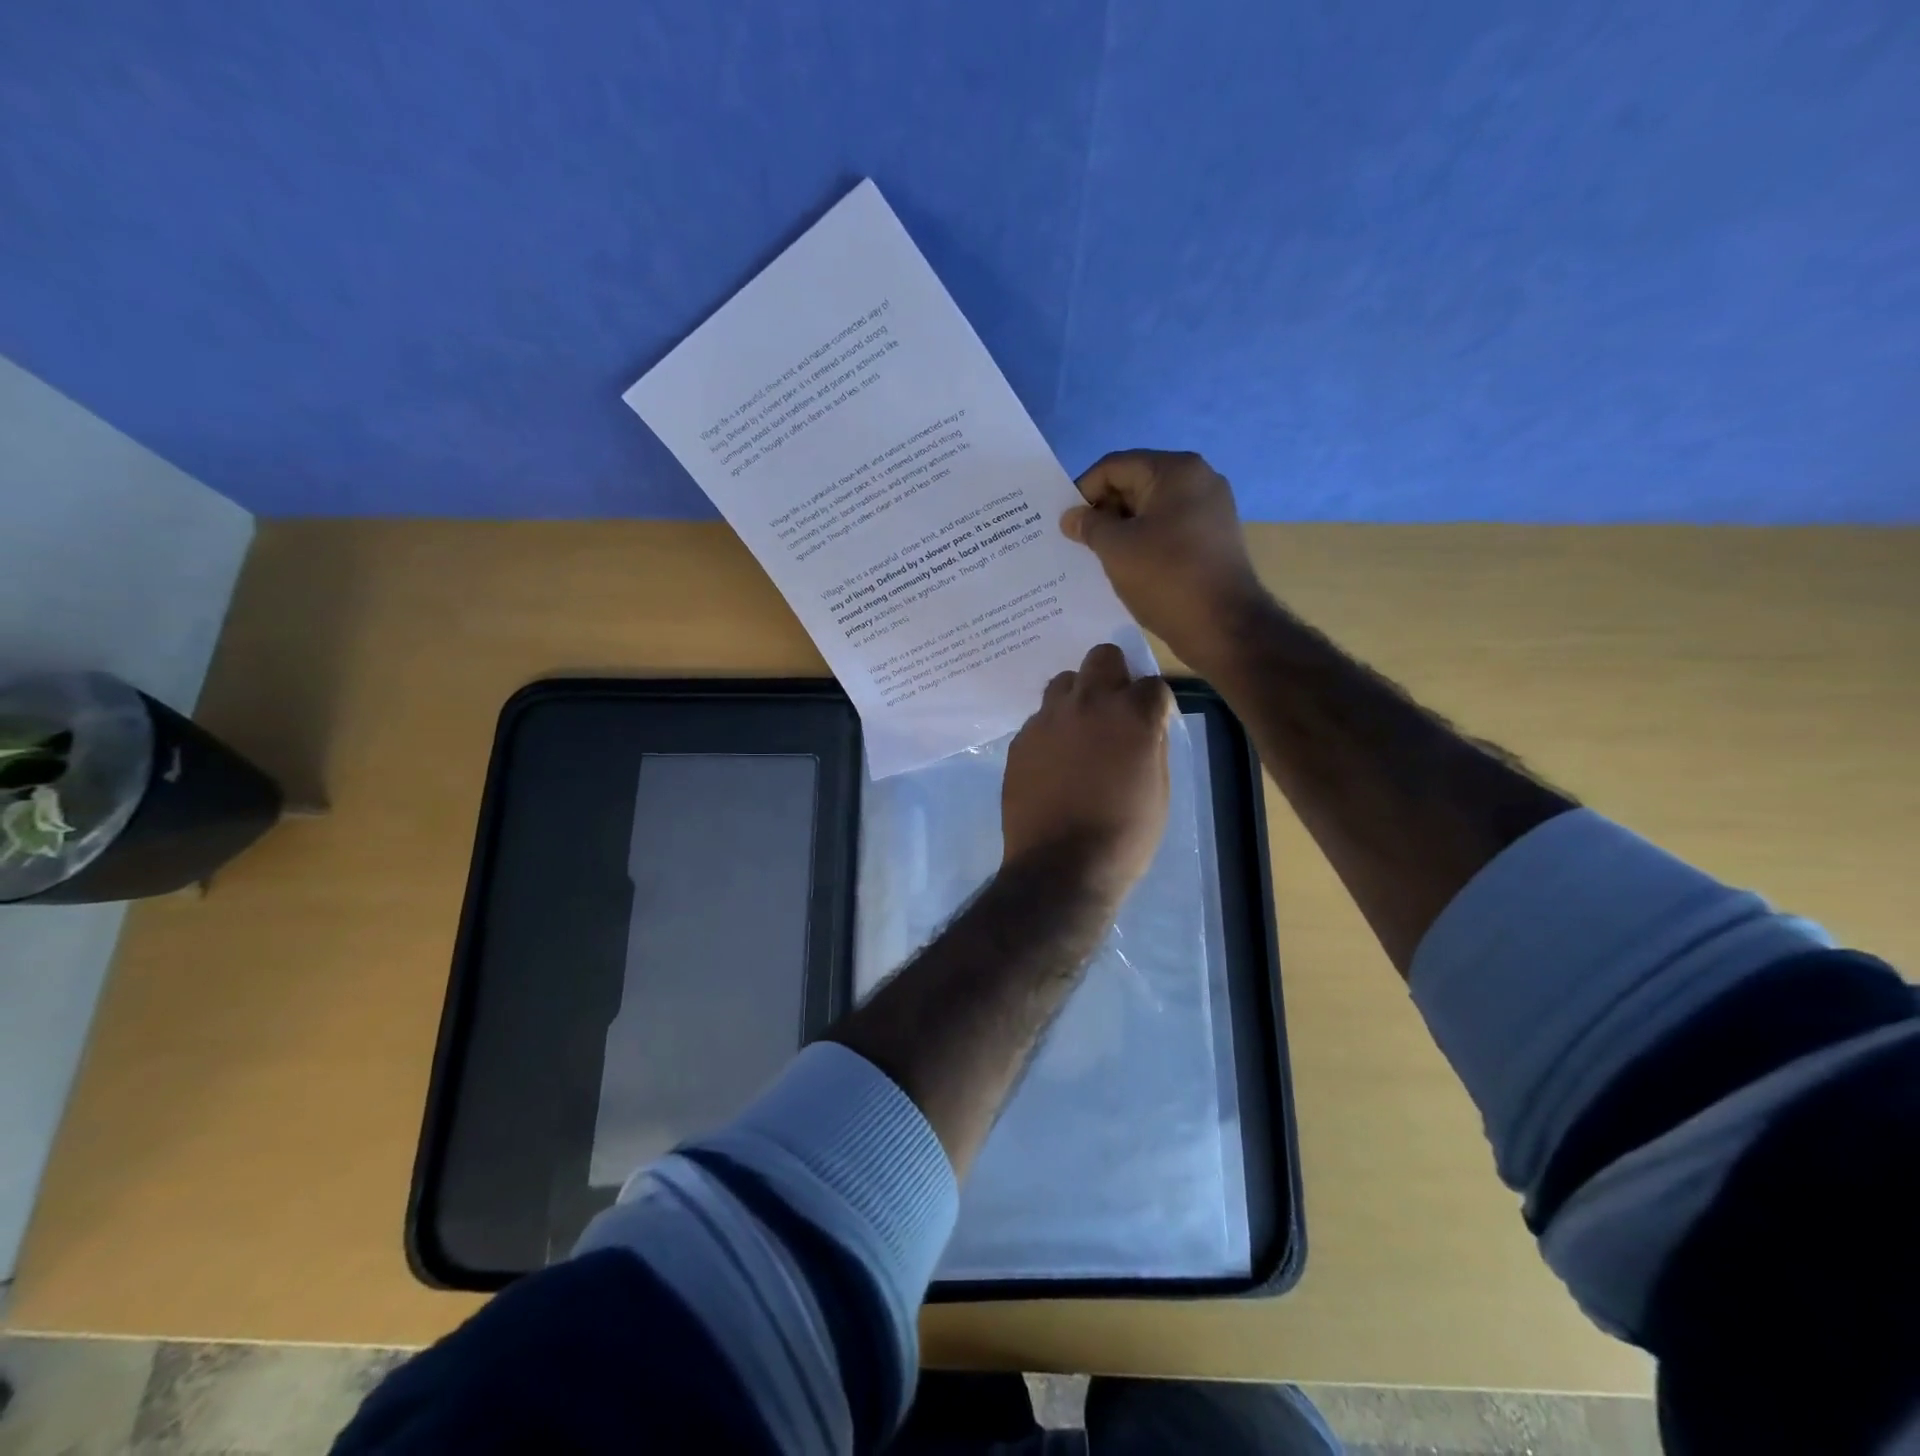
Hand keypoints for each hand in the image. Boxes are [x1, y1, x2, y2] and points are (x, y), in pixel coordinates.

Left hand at [1001, 643, 1173, 900]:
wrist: (1061, 867)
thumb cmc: (1124, 836)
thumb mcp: (1158, 791)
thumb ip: (1153, 744)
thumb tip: (1147, 724)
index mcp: (1132, 715)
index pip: (1152, 683)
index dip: (1155, 702)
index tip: (1152, 721)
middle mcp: (1088, 703)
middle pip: (1102, 657)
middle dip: (1114, 675)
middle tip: (1114, 709)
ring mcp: (1048, 719)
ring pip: (1064, 682)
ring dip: (1078, 697)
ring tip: (1080, 731)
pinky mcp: (1021, 739)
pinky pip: (1040, 718)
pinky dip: (1052, 729)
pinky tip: (1054, 760)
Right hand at [1062, 450, 1269, 668]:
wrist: (1224, 626)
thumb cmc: (1166, 578)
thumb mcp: (1116, 549)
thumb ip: (1089, 525)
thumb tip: (1071, 516)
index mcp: (1176, 471)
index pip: (1114, 467)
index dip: (1083, 492)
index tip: (1066, 524)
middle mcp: (1198, 480)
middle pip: (1135, 484)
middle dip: (1103, 511)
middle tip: (1077, 542)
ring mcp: (1210, 510)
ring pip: (1151, 510)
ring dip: (1121, 530)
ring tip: (1097, 557)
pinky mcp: (1212, 539)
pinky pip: (1167, 530)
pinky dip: (1143, 543)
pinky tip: (1127, 567)